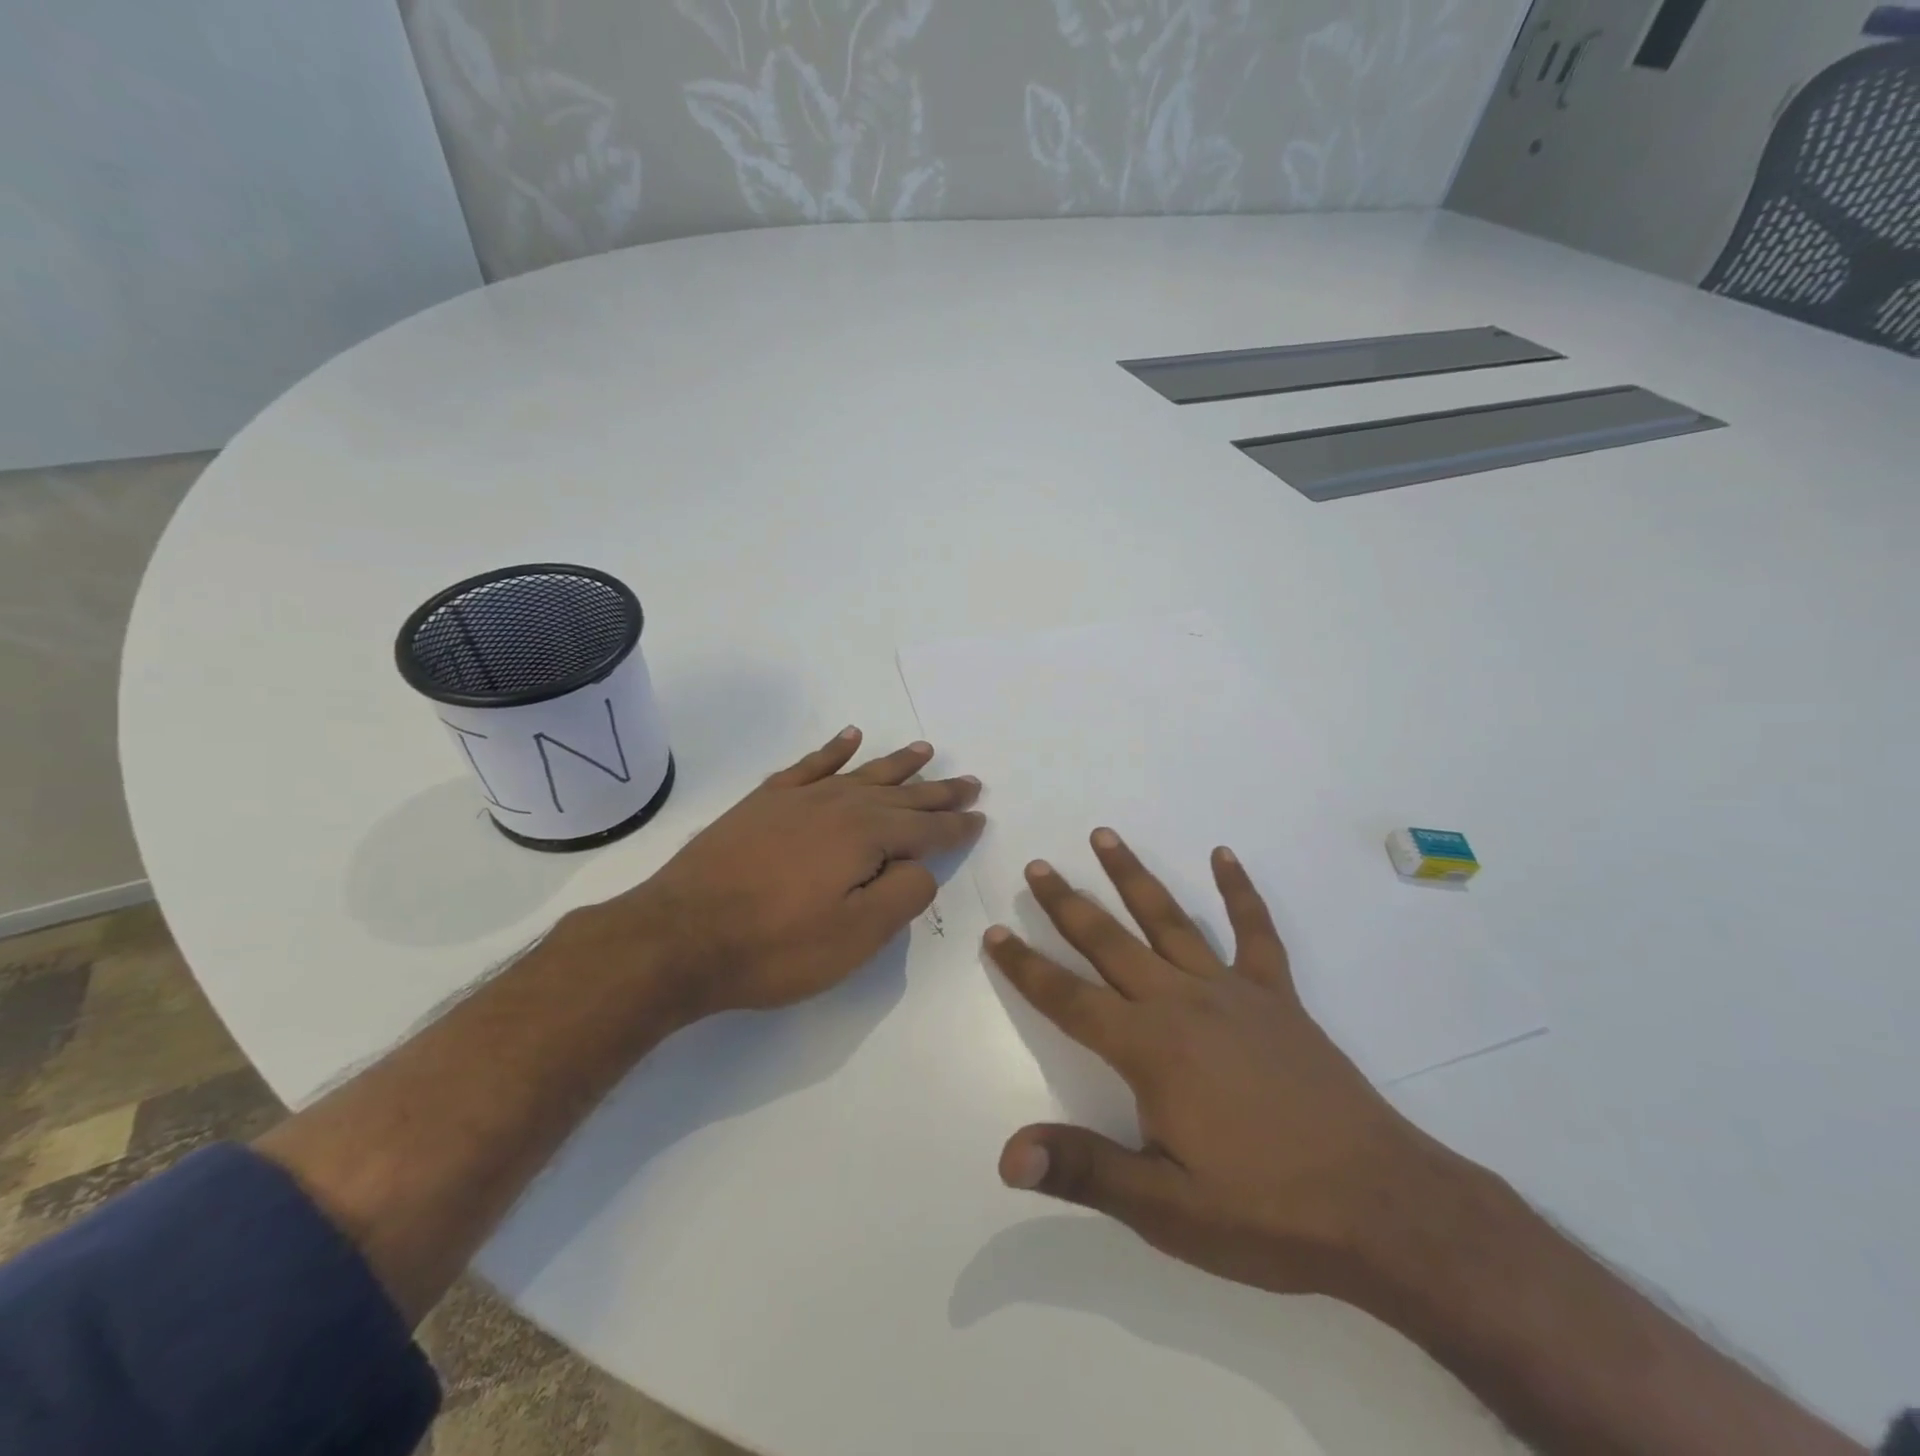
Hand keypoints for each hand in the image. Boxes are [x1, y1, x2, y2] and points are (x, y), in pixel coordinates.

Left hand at [588, 728, 983, 1018]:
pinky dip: (833, 750)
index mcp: (867, 836)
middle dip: (938, 791)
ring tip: (925, 750)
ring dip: (897, 764)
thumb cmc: (775, 946)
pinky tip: (849, 737)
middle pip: (901, 795)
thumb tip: (922, 866)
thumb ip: (903, 895)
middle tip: (969, 782)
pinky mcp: (764, 802)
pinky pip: (810, 765)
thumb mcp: (855, 936)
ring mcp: (799, 799)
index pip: (927, 829)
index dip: (957, 826)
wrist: (679, 936)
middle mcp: (839, 805)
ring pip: (862, 773)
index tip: (981, 818)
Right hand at [982, 829, 1478, 1306]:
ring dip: (1132, 876)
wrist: (1383, 1207)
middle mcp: (1182, 1003)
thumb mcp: (1166, 1208)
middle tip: (1036, 866)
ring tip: (1103, 836)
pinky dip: (1239, 891)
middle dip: (1067, 904)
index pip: (1068, 999)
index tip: (995, 933)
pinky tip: (1224, 856)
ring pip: (1169, 920)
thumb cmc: (1265, 1211)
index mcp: (1149, 1049)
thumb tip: (1007, 1156)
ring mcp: (1234, 992)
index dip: (1026, 968)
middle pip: (1111, 942)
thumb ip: (1085, 1170)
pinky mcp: (1278, 997)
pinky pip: (1255, 931)